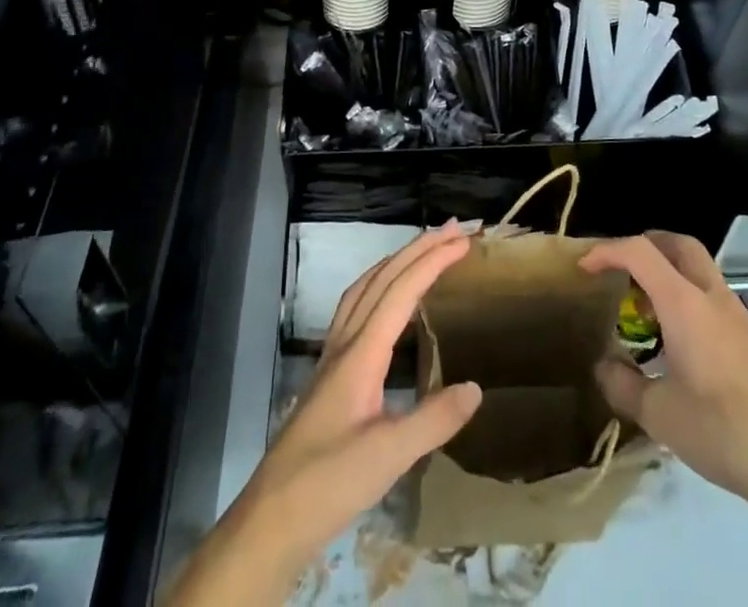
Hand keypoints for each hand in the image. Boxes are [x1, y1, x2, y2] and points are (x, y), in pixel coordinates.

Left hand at [168, 225, 482, 605]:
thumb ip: (433, 420)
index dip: (432, 262)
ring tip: (424, 250)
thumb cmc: (329, 483)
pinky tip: (387, 304)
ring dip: (396, 262)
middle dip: (418, 249)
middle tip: (453, 230)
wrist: (271, 518)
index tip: (462, 241)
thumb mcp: (389, 458)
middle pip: (382, 278)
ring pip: (364, 288)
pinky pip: (355, 309)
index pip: (401, 291)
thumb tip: (476, 387)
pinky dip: (378, 287)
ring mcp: (332, 357)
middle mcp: (345, 343)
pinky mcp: (329, 375)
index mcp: (361, 353)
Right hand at [579, 231, 747, 519]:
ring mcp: (735, 314)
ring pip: (696, 266)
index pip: (639, 251)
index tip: (583, 269)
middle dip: (643, 244)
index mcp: (684, 303)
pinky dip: (684, 293)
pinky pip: (708, 292)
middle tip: (619, 269)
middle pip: (677, 243)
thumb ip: (623, 385)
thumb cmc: (724, 431)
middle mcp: (710, 296)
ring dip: (666, 269)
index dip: (607, 251)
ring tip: (642, 303)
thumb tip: (602, 365)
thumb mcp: (660, 416)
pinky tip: (674, 335)